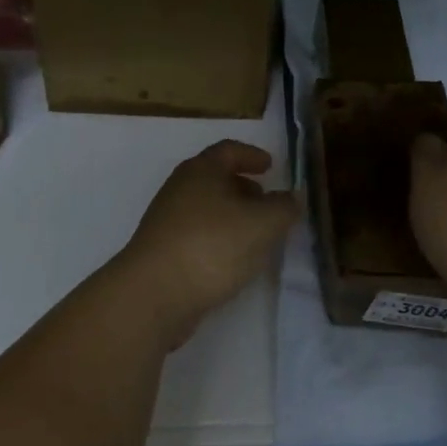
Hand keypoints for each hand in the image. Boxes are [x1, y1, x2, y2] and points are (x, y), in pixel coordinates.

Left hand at [115, 141, 298, 346]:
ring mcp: (167, 221)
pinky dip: (219, 239)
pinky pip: (198, 235)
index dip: (252, 155)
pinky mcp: (162, 252)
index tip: (271, 166)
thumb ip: (283, 208)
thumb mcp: (262, 224)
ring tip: (257, 235)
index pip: (229, 150)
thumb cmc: (212, 246)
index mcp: (201, 170)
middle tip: (267, 202)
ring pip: (207, 209)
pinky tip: (234, 261)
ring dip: (232, 216)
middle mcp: (180, 189)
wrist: (153, 295)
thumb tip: (293, 197)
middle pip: (215, 178)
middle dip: (243, 187)